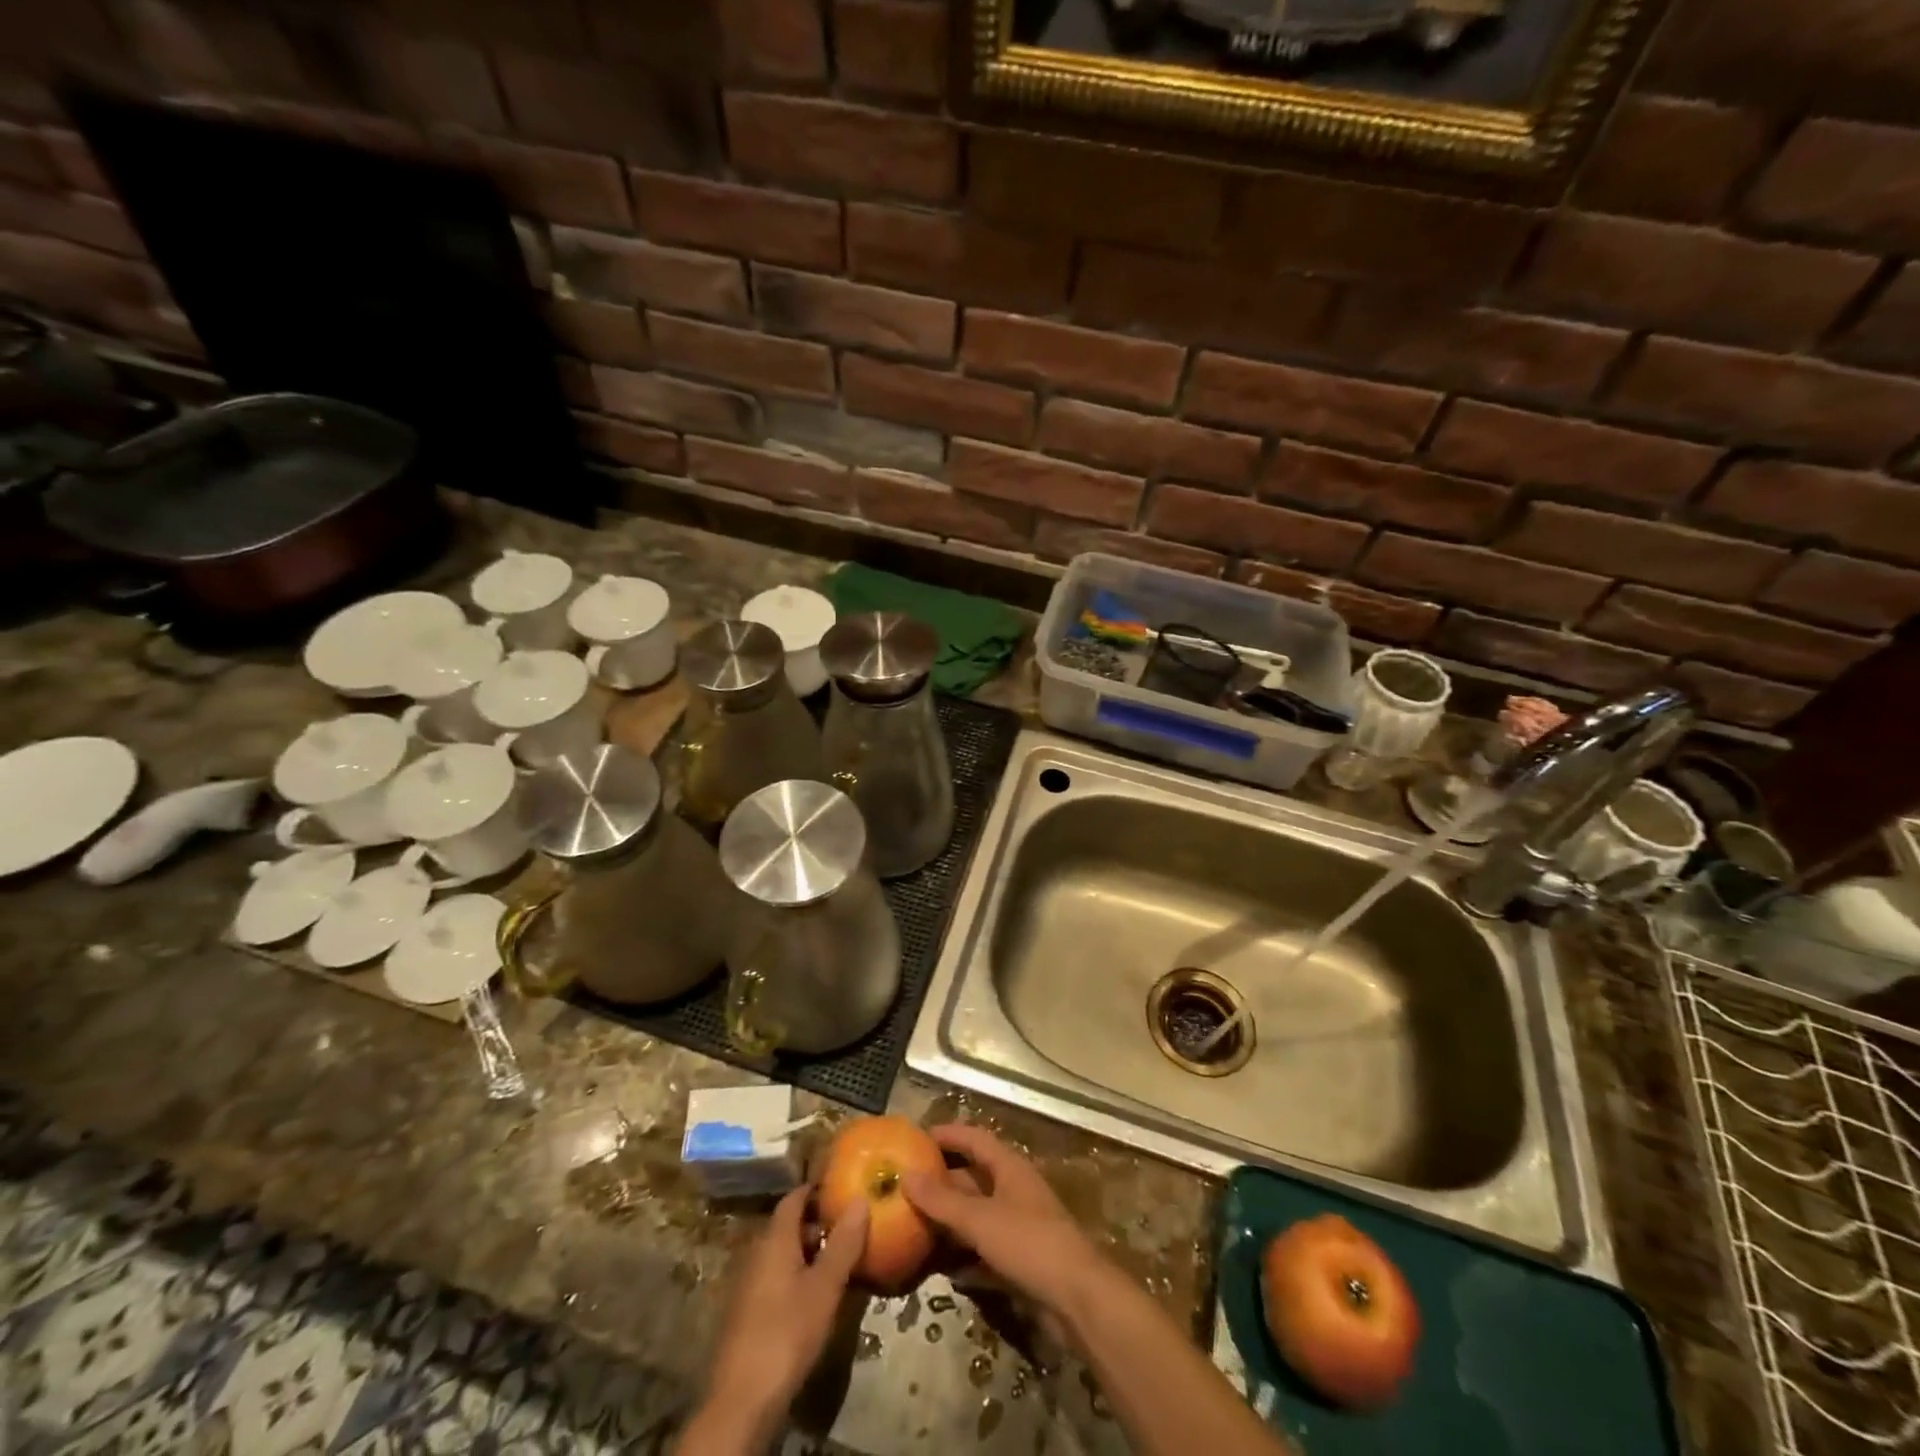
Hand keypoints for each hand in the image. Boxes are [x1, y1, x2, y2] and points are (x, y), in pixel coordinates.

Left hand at [680, 1187, 867, 1453]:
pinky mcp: (745, 1313)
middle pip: (787, 1226)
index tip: (841, 1188)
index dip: (815, 1190)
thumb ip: (843, 1243)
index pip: (793, 1198)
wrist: (742, 1400)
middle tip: (848, 1227)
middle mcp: (756, 1253)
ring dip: (807, 1252)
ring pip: (781, 1254)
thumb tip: (860, 1199)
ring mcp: (747, 1284)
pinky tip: (814, 1295)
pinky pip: (774, 1278)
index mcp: (774, 1239)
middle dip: (816, 1223)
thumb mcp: (825, 1287)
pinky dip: (795, 1275)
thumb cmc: (787, 1332)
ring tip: (838, 1261)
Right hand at [902, 1124, 1108, 1318]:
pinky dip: (965, 1256)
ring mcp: (1019, 1226)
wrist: (1078, 1299)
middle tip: (905, 1188)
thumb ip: (942, 1200)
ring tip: (914, 1226)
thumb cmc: (1029, 1243)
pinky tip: (942, 1268)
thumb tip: (906, 1175)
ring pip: (977, 1215)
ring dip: (950, 1221)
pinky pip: (985, 1250)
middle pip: (973, 1177)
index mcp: (1009, 1167)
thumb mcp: (980, 1219)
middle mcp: (1014, 1190)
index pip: (974, 1138)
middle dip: (942, 1182)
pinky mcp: (1021, 1261)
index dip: (947, 1135)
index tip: (915, 1139)